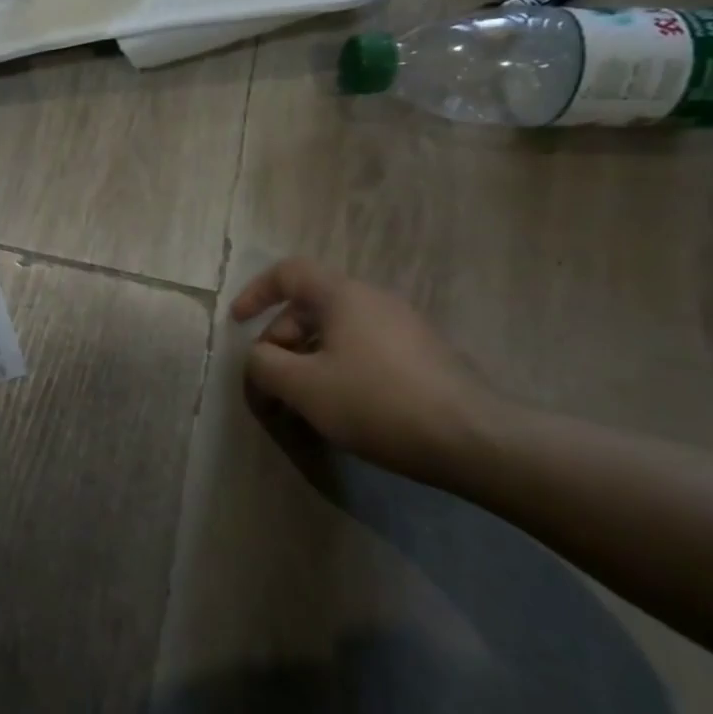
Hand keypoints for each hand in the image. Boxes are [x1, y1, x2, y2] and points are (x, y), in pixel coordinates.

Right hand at [231, 259, 505, 481]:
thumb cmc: (377, 402)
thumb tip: (258, 359)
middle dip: (279, 343)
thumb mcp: (303, 387)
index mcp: (343, 295)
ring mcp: (403, 328)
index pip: (289, 272)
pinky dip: (337, 371)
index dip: (256, 292)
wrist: (475, 440)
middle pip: (309, 308)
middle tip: (270, 386)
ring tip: (300, 404)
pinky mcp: (423, 358)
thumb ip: (264, 365)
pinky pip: (363, 351)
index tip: (238, 323)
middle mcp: (374, 301)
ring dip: (306, 362)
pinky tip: (340, 410)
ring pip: (336, 334)